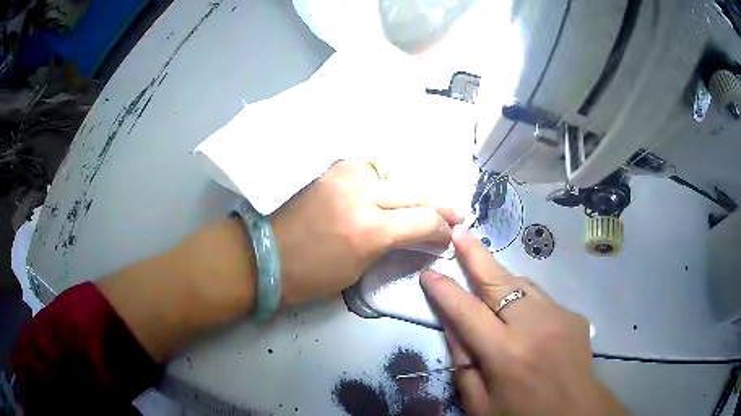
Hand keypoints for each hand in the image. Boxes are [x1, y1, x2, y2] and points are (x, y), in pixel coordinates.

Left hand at [271, 160, 460, 304]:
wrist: (266, 255)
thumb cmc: (312, 276)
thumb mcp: (361, 268)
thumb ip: (393, 244)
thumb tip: (419, 235)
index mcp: (369, 229)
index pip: (424, 220)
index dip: (443, 230)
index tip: (449, 237)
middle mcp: (362, 193)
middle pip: (416, 192)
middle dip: (439, 206)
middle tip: (453, 215)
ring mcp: (345, 175)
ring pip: (396, 176)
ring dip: (410, 192)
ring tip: (420, 206)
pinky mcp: (332, 169)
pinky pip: (371, 171)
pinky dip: (385, 183)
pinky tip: (388, 194)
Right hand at [420, 227, 626, 415]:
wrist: (575, 413)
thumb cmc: (521, 415)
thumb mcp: (480, 403)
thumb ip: (463, 364)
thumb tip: (452, 325)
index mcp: (505, 354)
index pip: (466, 312)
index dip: (444, 290)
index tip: (428, 272)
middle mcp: (533, 326)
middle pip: (498, 281)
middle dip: (475, 255)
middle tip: (459, 231)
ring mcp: (558, 316)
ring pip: (522, 283)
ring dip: (499, 277)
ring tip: (484, 272)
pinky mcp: (573, 315)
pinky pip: (541, 299)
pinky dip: (524, 300)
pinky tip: (521, 316)